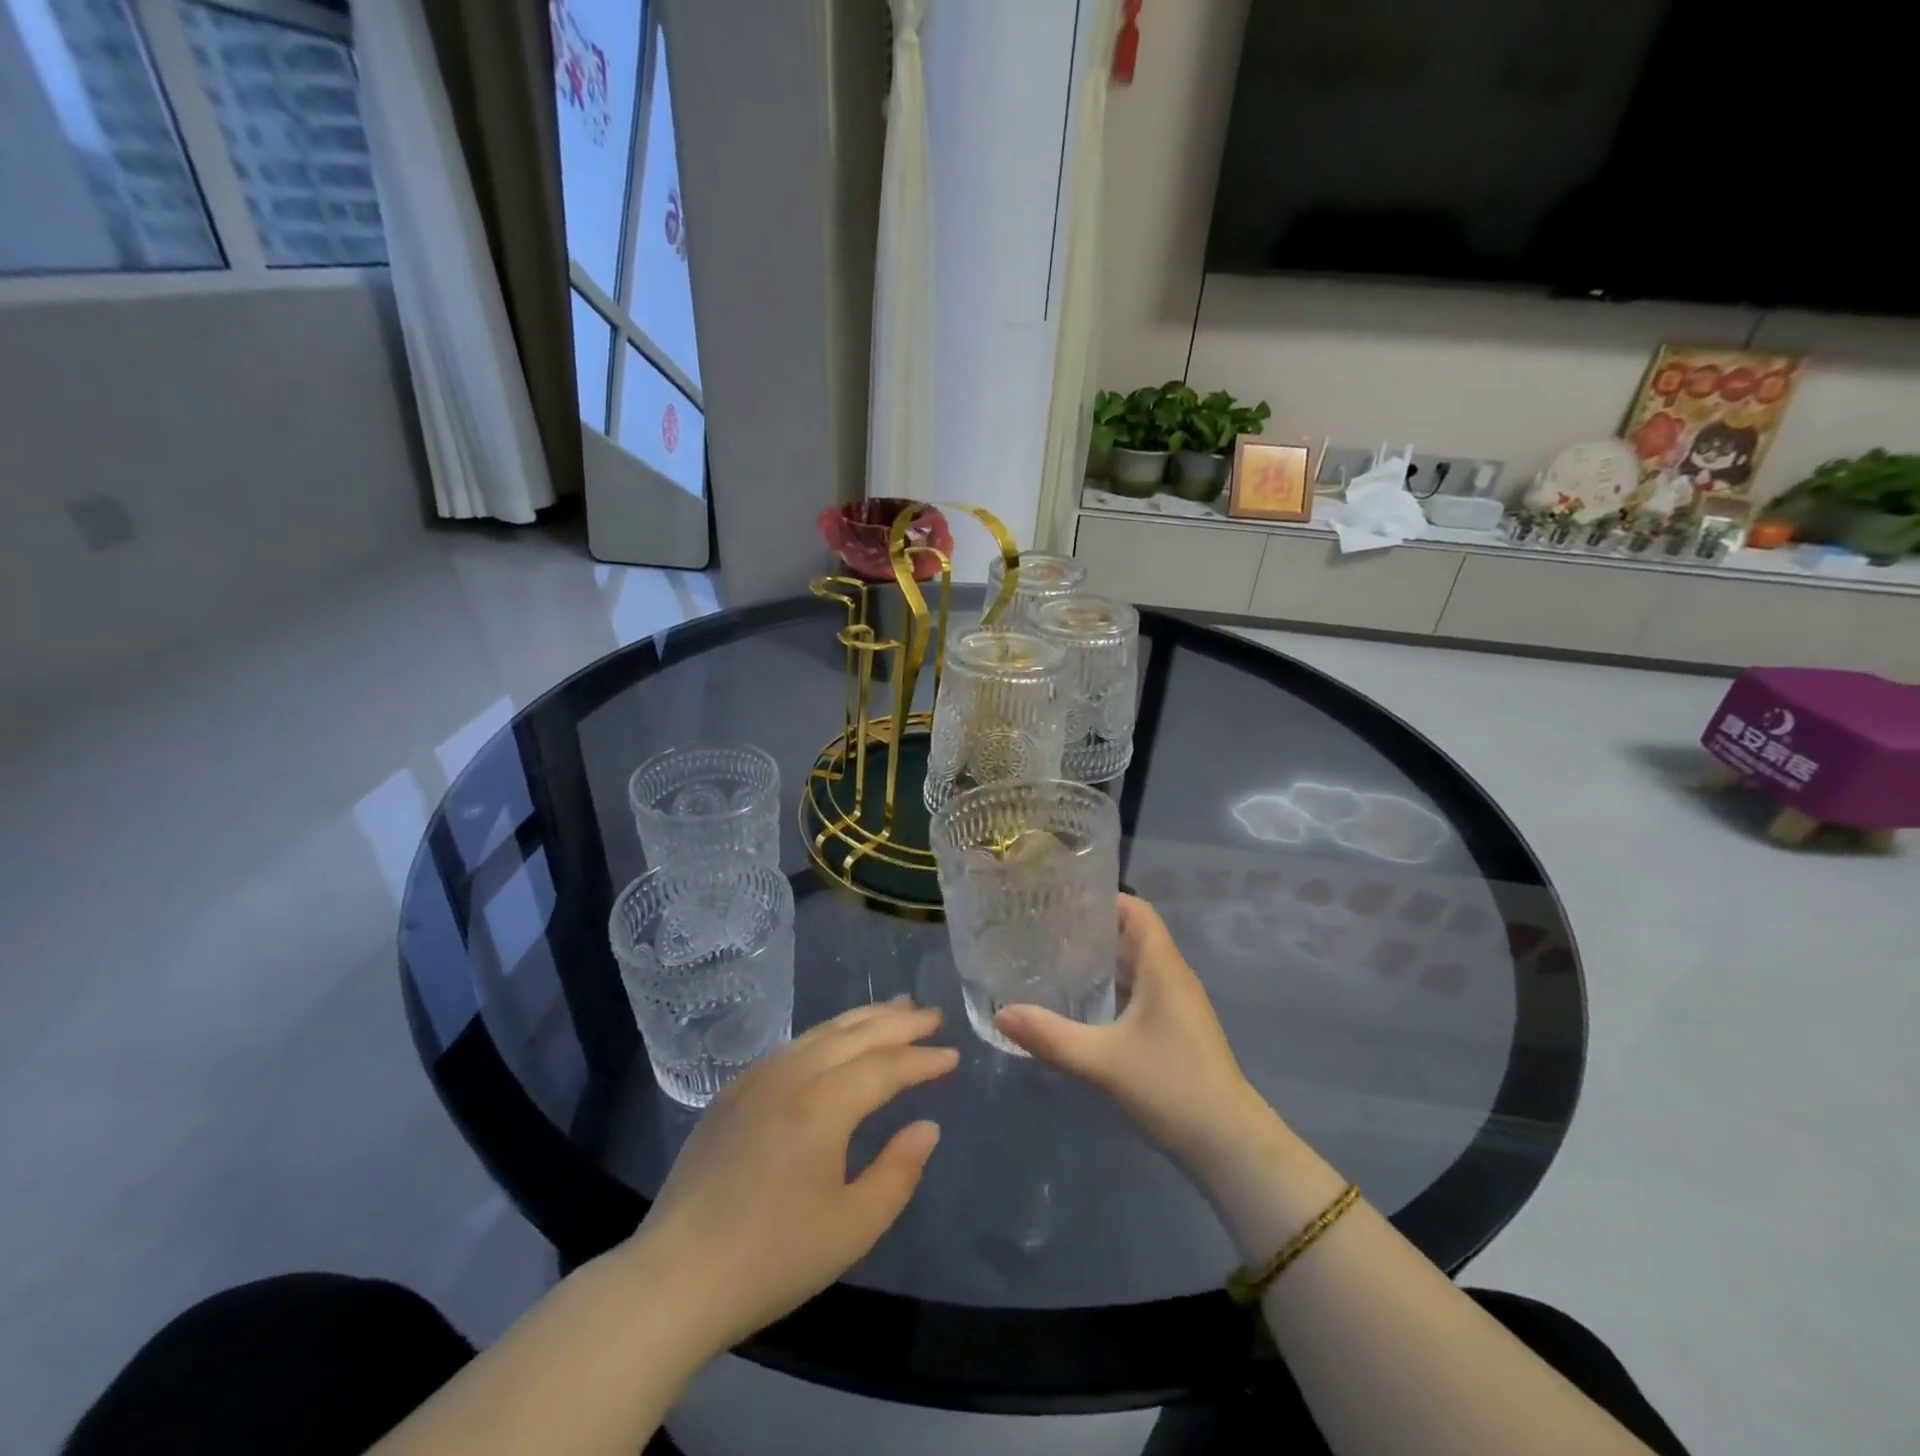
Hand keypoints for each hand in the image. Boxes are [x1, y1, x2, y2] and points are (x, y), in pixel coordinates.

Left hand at [625, 1000, 958, 1358]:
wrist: (675, 1278)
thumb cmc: (772, 1257)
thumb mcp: (852, 1228)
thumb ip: (898, 1172)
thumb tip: (927, 1127)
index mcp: (824, 1103)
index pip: (886, 1066)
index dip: (923, 1059)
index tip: (953, 1054)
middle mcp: (792, 1074)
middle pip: (855, 1034)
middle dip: (898, 1022)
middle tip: (932, 1014)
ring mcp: (758, 1078)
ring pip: (821, 1032)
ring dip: (863, 1018)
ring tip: (894, 1008)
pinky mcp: (734, 1092)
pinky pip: (793, 1046)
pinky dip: (826, 1035)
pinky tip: (834, 1042)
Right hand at [995, 895, 1282, 1184]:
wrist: (1229, 1146)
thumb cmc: (1171, 1087)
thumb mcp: (1102, 1061)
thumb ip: (1050, 1036)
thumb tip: (1001, 1014)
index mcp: (1162, 966)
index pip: (1135, 910)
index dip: (1102, 897)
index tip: (1060, 896)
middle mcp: (1171, 976)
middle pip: (1131, 934)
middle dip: (1090, 927)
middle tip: (1042, 926)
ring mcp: (1175, 1004)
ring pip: (1134, 964)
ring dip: (1099, 958)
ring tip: (1052, 956)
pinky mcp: (1173, 1028)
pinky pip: (1138, 990)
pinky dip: (1110, 986)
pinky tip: (1079, 1001)